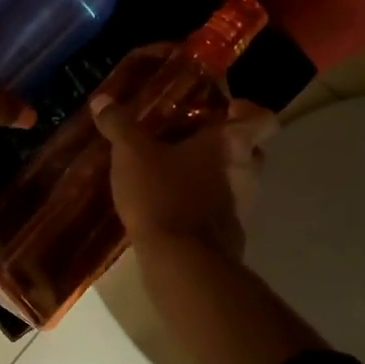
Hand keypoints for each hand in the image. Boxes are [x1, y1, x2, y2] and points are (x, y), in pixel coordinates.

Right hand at [92, 96, 277, 258]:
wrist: (182, 263)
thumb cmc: (164, 195)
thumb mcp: (131, 154)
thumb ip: (119, 125)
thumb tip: (102, 100)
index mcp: (232, 142)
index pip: (262, 119)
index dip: (246, 110)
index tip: (223, 108)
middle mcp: (247, 171)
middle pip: (249, 148)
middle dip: (223, 142)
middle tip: (190, 136)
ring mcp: (242, 205)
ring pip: (234, 179)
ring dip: (211, 173)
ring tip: (173, 169)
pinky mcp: (228, 233)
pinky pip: (220, 207)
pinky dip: (202, 202)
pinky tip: (170, 201)